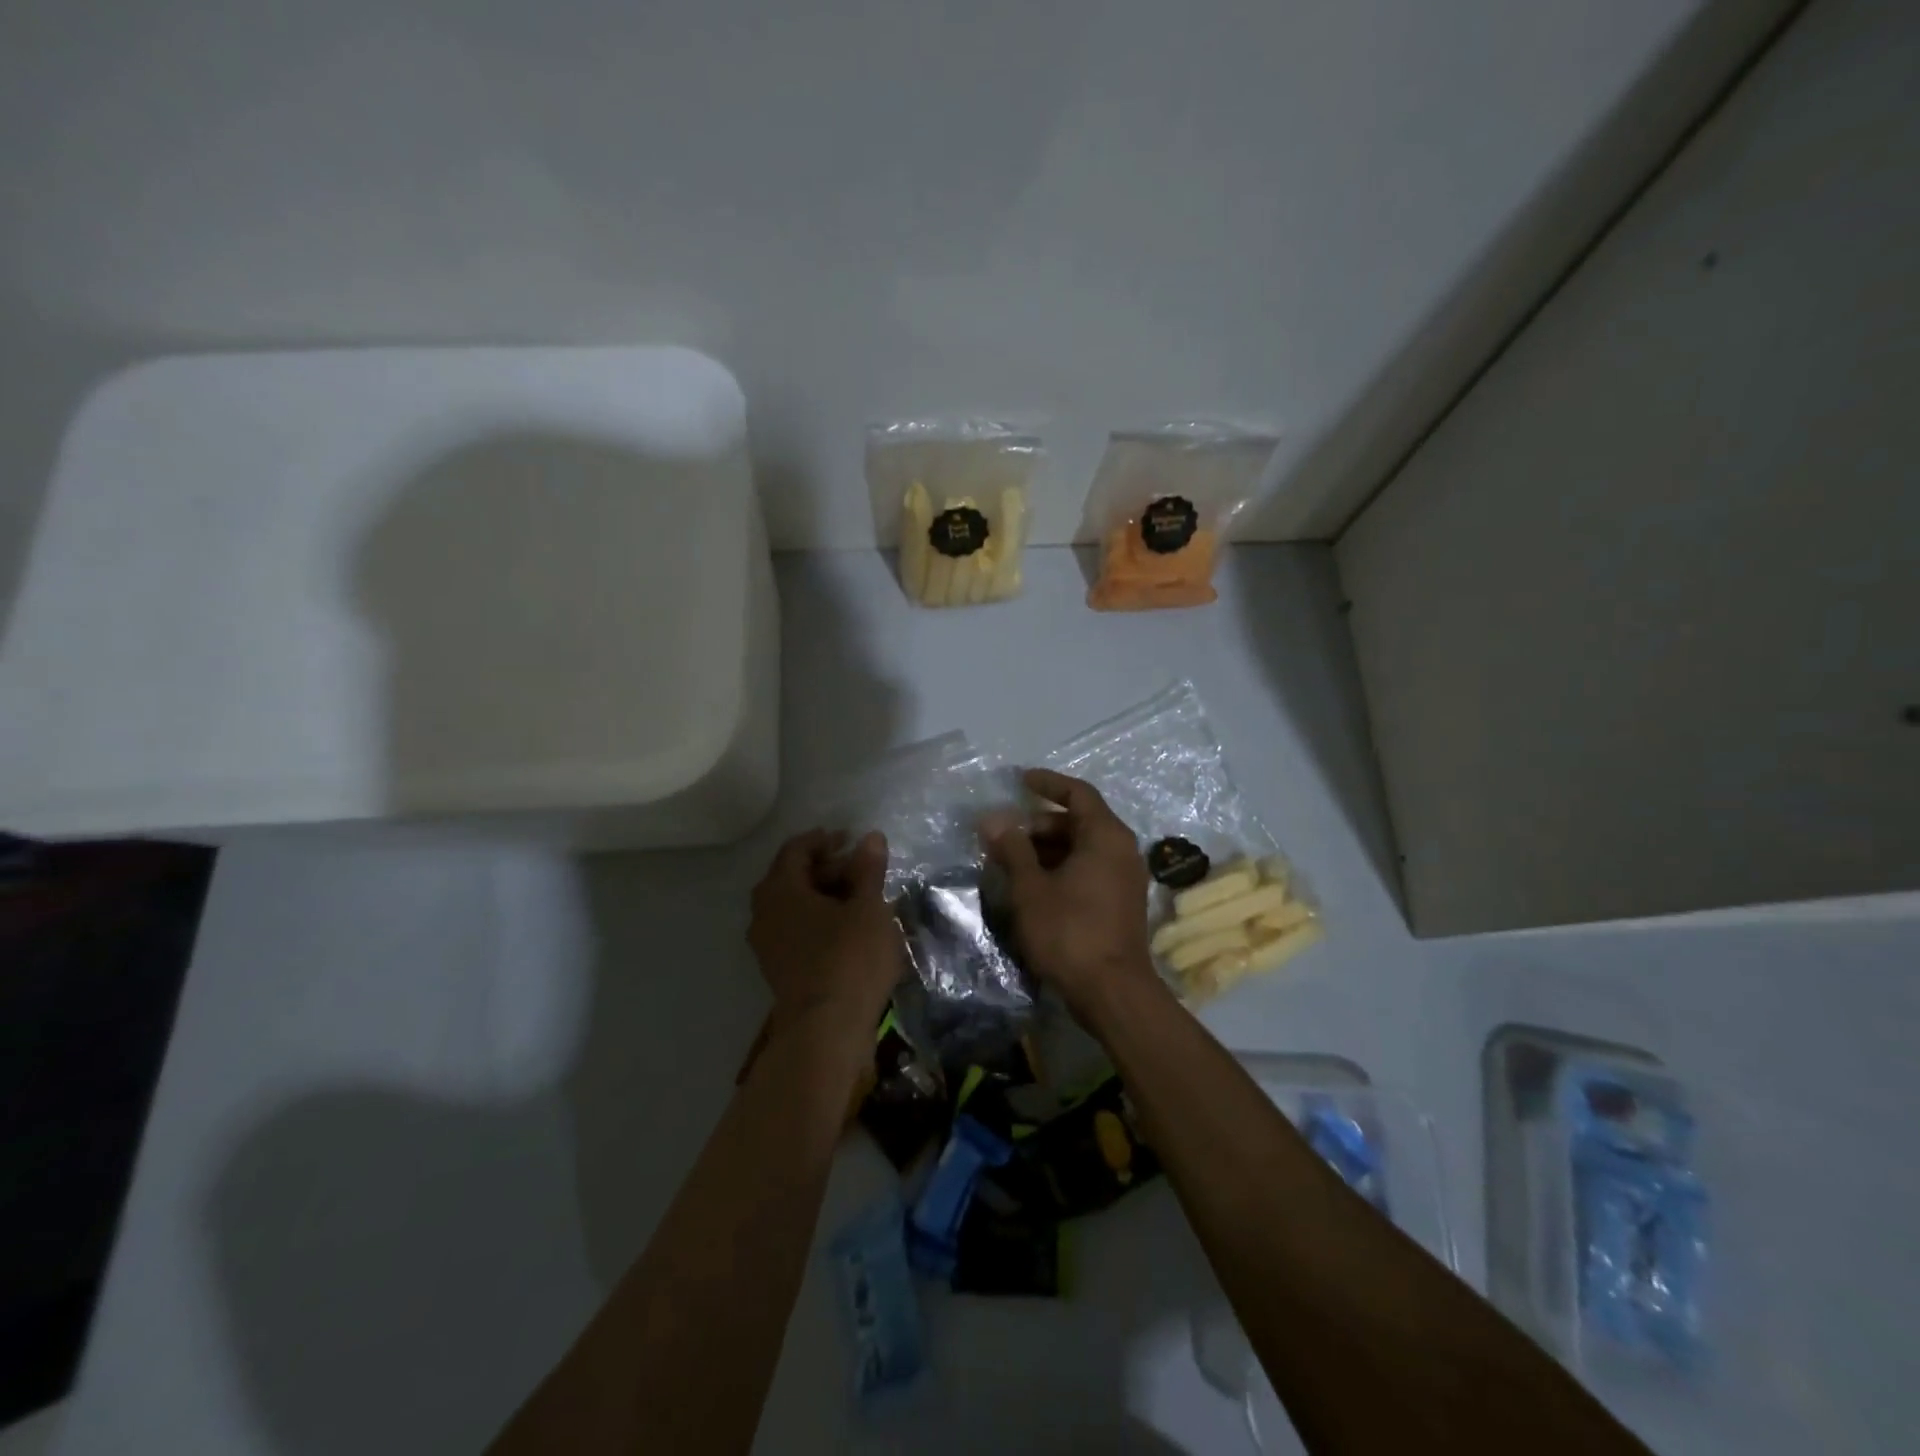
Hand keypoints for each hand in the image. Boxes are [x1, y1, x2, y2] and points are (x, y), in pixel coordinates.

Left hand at [748, 830, 901, 1041]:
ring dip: (823, 895)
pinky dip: (819, 919)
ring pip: (794, 905)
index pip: (797, 849)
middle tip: (861, 869)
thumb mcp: (869, 907)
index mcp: (780, 889)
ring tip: (860, 898)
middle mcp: (764, 912)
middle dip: (826, 867)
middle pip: (792, 876)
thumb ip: (868, 869)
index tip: (853, 840)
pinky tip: (847, 928)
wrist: (826, 1032)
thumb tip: (870, 838)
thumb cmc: (849, 959)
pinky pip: (796, 929)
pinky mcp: (778, 968)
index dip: (825, 839)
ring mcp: (767, 943)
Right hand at [985, 768, 1158, 1022]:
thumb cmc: (1070, 932)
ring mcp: (1125, 878)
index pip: (1078, 793)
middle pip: (1079, 822)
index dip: (1048, 784)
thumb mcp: (1032, 888)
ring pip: (1082, 848)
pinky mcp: (1120, 903)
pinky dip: (1061, 868)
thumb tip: (992, 818)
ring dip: (1047, 849)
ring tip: (1011, 861)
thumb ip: (1012, 849)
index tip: (1020, 780)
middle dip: (1039, 824)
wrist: (1112, 992)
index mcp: (1106, 836)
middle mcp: (1122, 850)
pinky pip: (1089, 870)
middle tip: (1004, 834)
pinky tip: (1033, 885)